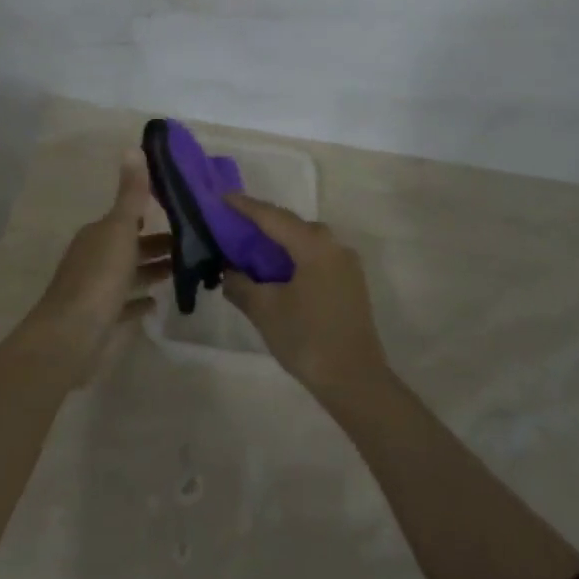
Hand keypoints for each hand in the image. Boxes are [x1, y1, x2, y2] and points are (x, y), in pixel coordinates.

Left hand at [27, 151, 171, 386]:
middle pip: (131, 245)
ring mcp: (97, 290)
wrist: (71, 337)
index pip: (127, 217)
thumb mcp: (120, 229)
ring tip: (186, 269)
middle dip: (158, 243)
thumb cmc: (99, 277)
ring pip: (130, 273)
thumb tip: (133, 147)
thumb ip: (131, 193)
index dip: (151, 213)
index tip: (182, 212)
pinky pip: (126, 305)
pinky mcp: (102, 319)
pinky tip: (157, 302)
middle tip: (194, 243)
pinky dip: (140, 300)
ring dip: (152, 269)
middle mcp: (95, 257)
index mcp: (98, 234)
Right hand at [221, 194, 386, 399]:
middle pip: (291, 225)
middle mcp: (333, 245)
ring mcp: (346, 263)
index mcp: (313, 244)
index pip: (272, 217)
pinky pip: (315, 257)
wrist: (355, 381)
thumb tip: (229, 271)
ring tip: (251, 249)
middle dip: (262, 223)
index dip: (246, 207)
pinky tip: (277, 273)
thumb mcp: (265, 311)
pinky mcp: (350, 282)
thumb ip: (241, 285)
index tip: (223, 197)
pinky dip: (293, 258)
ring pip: (304, 242)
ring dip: (278, 243)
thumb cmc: (307, 339)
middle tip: (233, 225)